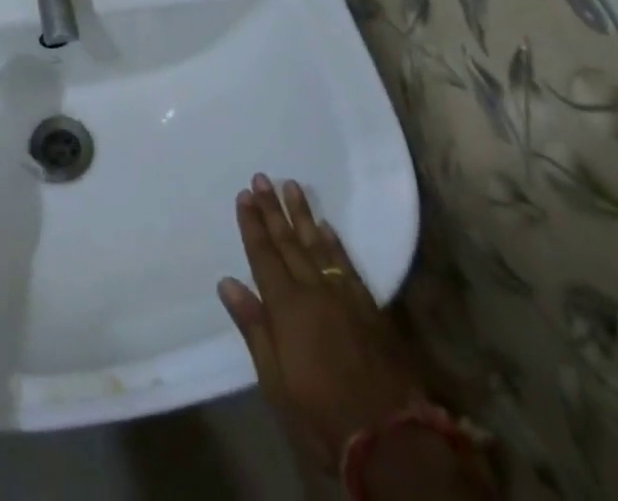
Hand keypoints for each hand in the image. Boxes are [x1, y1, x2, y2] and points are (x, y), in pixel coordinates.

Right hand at [218, 175, 423, 475]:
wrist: (390, 440)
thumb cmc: (321, 415)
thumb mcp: (275, 382)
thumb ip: (254, 327)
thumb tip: (227, 282)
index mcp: (286, 306)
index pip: (263, 255)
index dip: (252, 224)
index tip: (244, 195)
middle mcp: (313, 291)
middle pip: (288, 242)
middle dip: (272, 209)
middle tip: (262, 177)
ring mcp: (344, 297)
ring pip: (317, 244)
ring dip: (302, 214)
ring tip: (291, 185)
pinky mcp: (369, 308)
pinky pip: (346, 264)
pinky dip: (334, 242)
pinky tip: (326, 226)